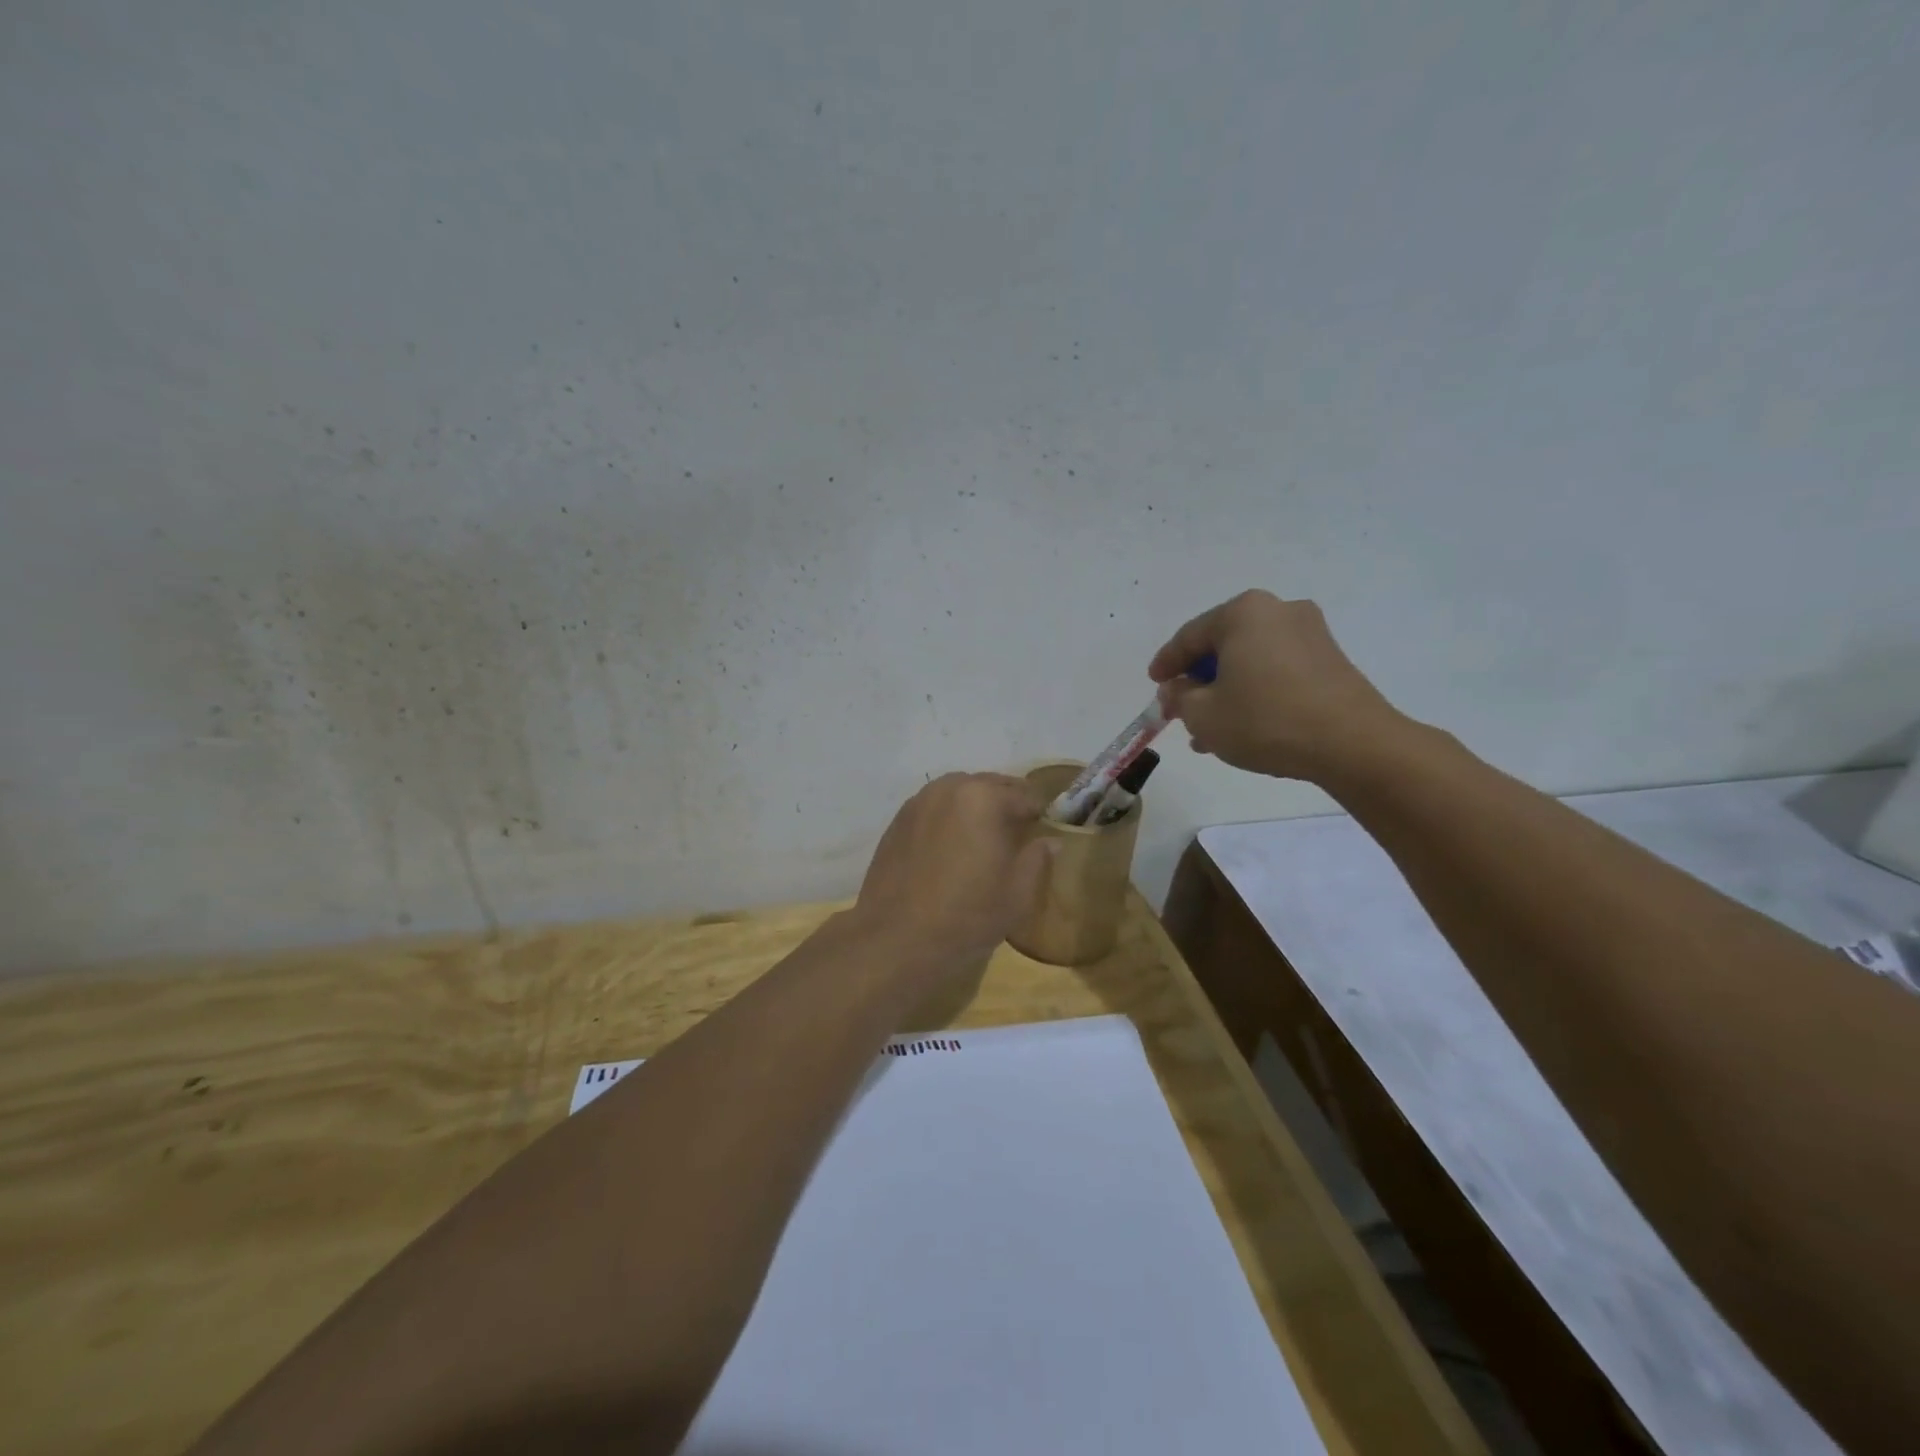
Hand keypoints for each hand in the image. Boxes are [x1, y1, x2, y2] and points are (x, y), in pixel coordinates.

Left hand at [849, 773, 1052, 975]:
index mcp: (983, 798)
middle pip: (988, 785)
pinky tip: (951, 847)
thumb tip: (1050, 841)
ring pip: (957, 793)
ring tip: (983, 838)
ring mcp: (918, 802)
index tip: (1042, 829)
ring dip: (975, 807)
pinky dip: (948, 818)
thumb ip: (1037, 859)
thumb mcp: (1016, 894)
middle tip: (1017, 832)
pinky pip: (933, 808)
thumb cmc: (966, 916)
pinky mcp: (897, 822)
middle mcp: (948, 789)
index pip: (1023, 794)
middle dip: (1005, 803)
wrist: (895, 939)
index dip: (1038, 813)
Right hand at [1148, 590, 1405, 782]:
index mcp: (1243, 613)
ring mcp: (1310, 633)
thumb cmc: (1266, 720)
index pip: (1189, 636)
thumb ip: (1179, 697)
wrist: (1352, 743)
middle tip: (1180, 710)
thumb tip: (1177, 689)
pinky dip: (1254, 692)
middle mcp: (1278, 611)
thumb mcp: (1204, 715)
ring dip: (1225, 692)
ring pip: (1249, 661)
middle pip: (1222, 646)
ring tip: (1208, 731)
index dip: (1166, 664)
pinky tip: (1243, 725)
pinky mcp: (1330, 659)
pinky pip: (1276, 670)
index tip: (1154, 685)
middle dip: (1198, 681)